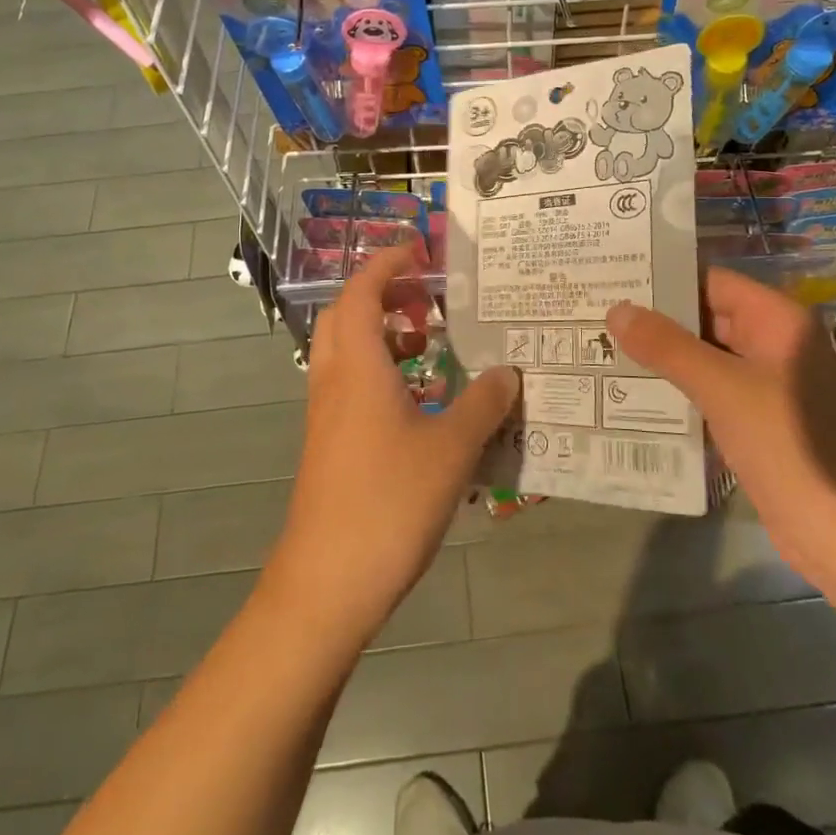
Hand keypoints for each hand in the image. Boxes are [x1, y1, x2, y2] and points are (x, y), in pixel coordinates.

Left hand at [264, 246, 518, 649]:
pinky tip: (422, 404)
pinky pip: (352, 387)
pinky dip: (382, 375)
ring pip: (347, 353)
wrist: (326, 583)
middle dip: (384, 295)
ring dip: (383, 336)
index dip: (387, 263)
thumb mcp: (451, 449)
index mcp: (357, 366)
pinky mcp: (330, 445)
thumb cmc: (388, 502)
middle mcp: (334, 381)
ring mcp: (327, 416)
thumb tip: (509, 372)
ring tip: (431, 346)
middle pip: (347, 315)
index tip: (420, 250)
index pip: (362, 292)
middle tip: (429, 300)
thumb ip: (483, 404)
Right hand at [606, 267, 835, 585]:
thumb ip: (668, 347)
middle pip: (706, 319)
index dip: (664, 279)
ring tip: (600, 350)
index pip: (711, 282)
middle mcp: (773, 345)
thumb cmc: (791, 446)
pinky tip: (630, 397)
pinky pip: (710, 395)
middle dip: (655, 321)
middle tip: (595, 317)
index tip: (613, 278)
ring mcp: (766, 387)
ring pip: (704, 359)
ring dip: (661, 360)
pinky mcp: (757, 424)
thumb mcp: (724, 389)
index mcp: (777, 322)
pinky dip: (677, 393)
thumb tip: (617, 309)